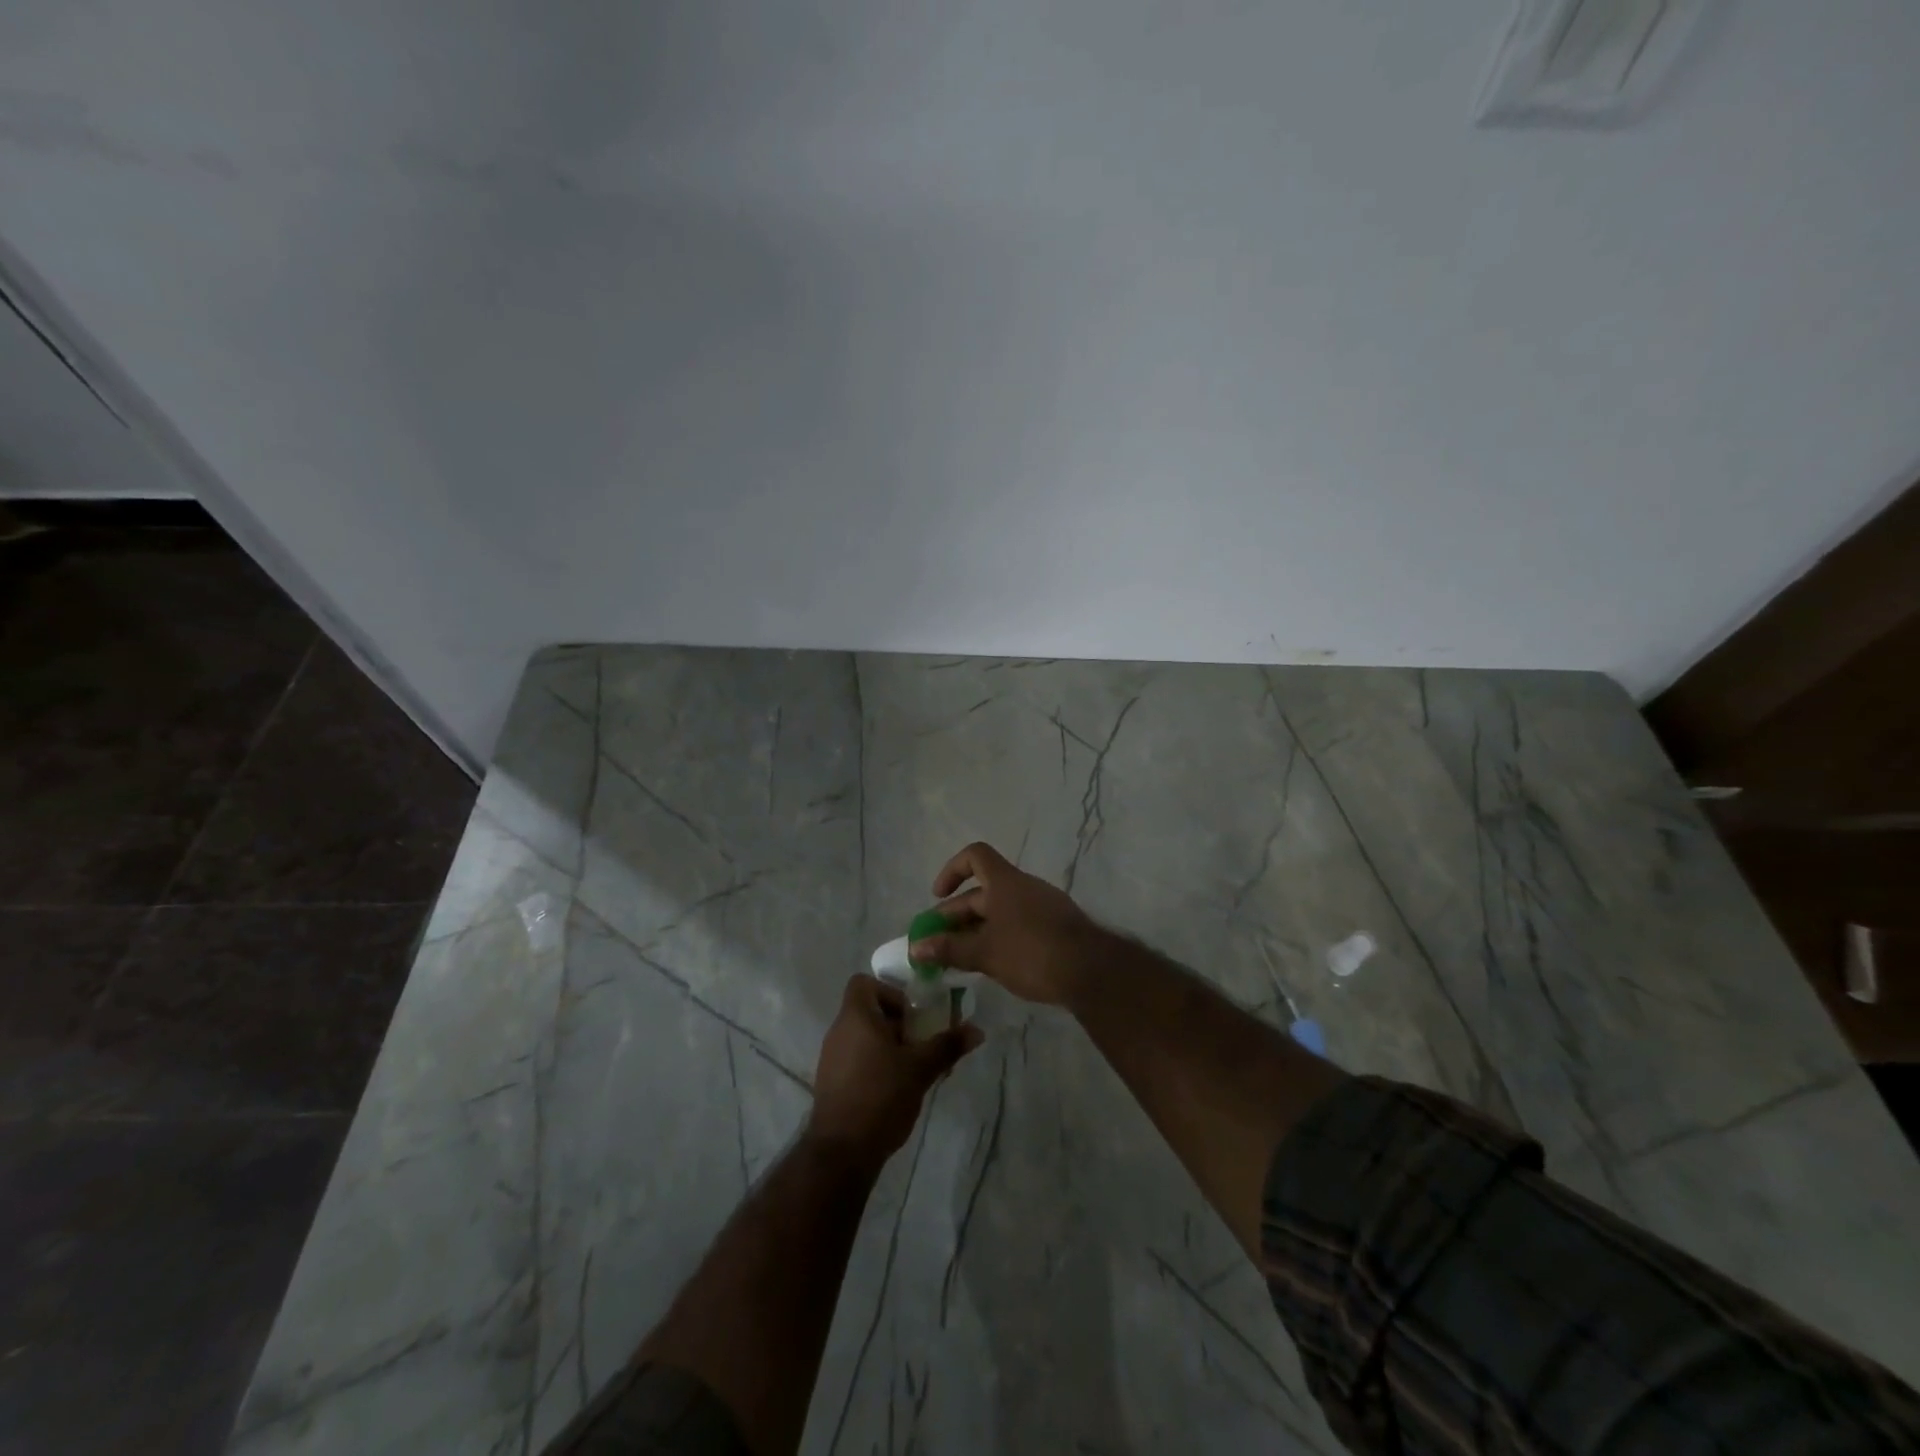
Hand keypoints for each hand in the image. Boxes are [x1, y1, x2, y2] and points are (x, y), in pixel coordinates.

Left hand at [807, 975, 981, 1167]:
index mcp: (855, 1017)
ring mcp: (831, 1057)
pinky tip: (894, 1090)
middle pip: (868, 1010)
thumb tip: (977, 1030)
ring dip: (888, 1046)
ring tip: (912, 1069)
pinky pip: (855, 1059)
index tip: (911, 1016)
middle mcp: (838, 1031)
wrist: (842, 1152)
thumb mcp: (920, 1069)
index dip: (889, 992)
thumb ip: (947, 1046)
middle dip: (897, 1023)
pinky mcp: (831, 1082)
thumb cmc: (881, 1096)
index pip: (864, 982)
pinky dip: (875, 1064)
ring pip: (863, 1037)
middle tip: (920, 1044)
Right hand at [909, 842, 1102, 1007]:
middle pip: (983, 891)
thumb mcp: (984, 953)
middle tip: (938, 944)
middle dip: (957, 915)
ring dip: (977, 929)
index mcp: (1005, 882)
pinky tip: (994, 965)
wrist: (1092, 972)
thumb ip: (949, 949)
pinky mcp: (1057, 928)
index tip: (938, 897)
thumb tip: (915, 947)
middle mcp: (1024, 887)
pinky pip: (1019, 924)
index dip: (952, 870)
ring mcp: (1044, 906)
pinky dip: (1000, 938)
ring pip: (1001, 911)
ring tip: (961, 959)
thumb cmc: (1031, 953)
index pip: (975, 856)